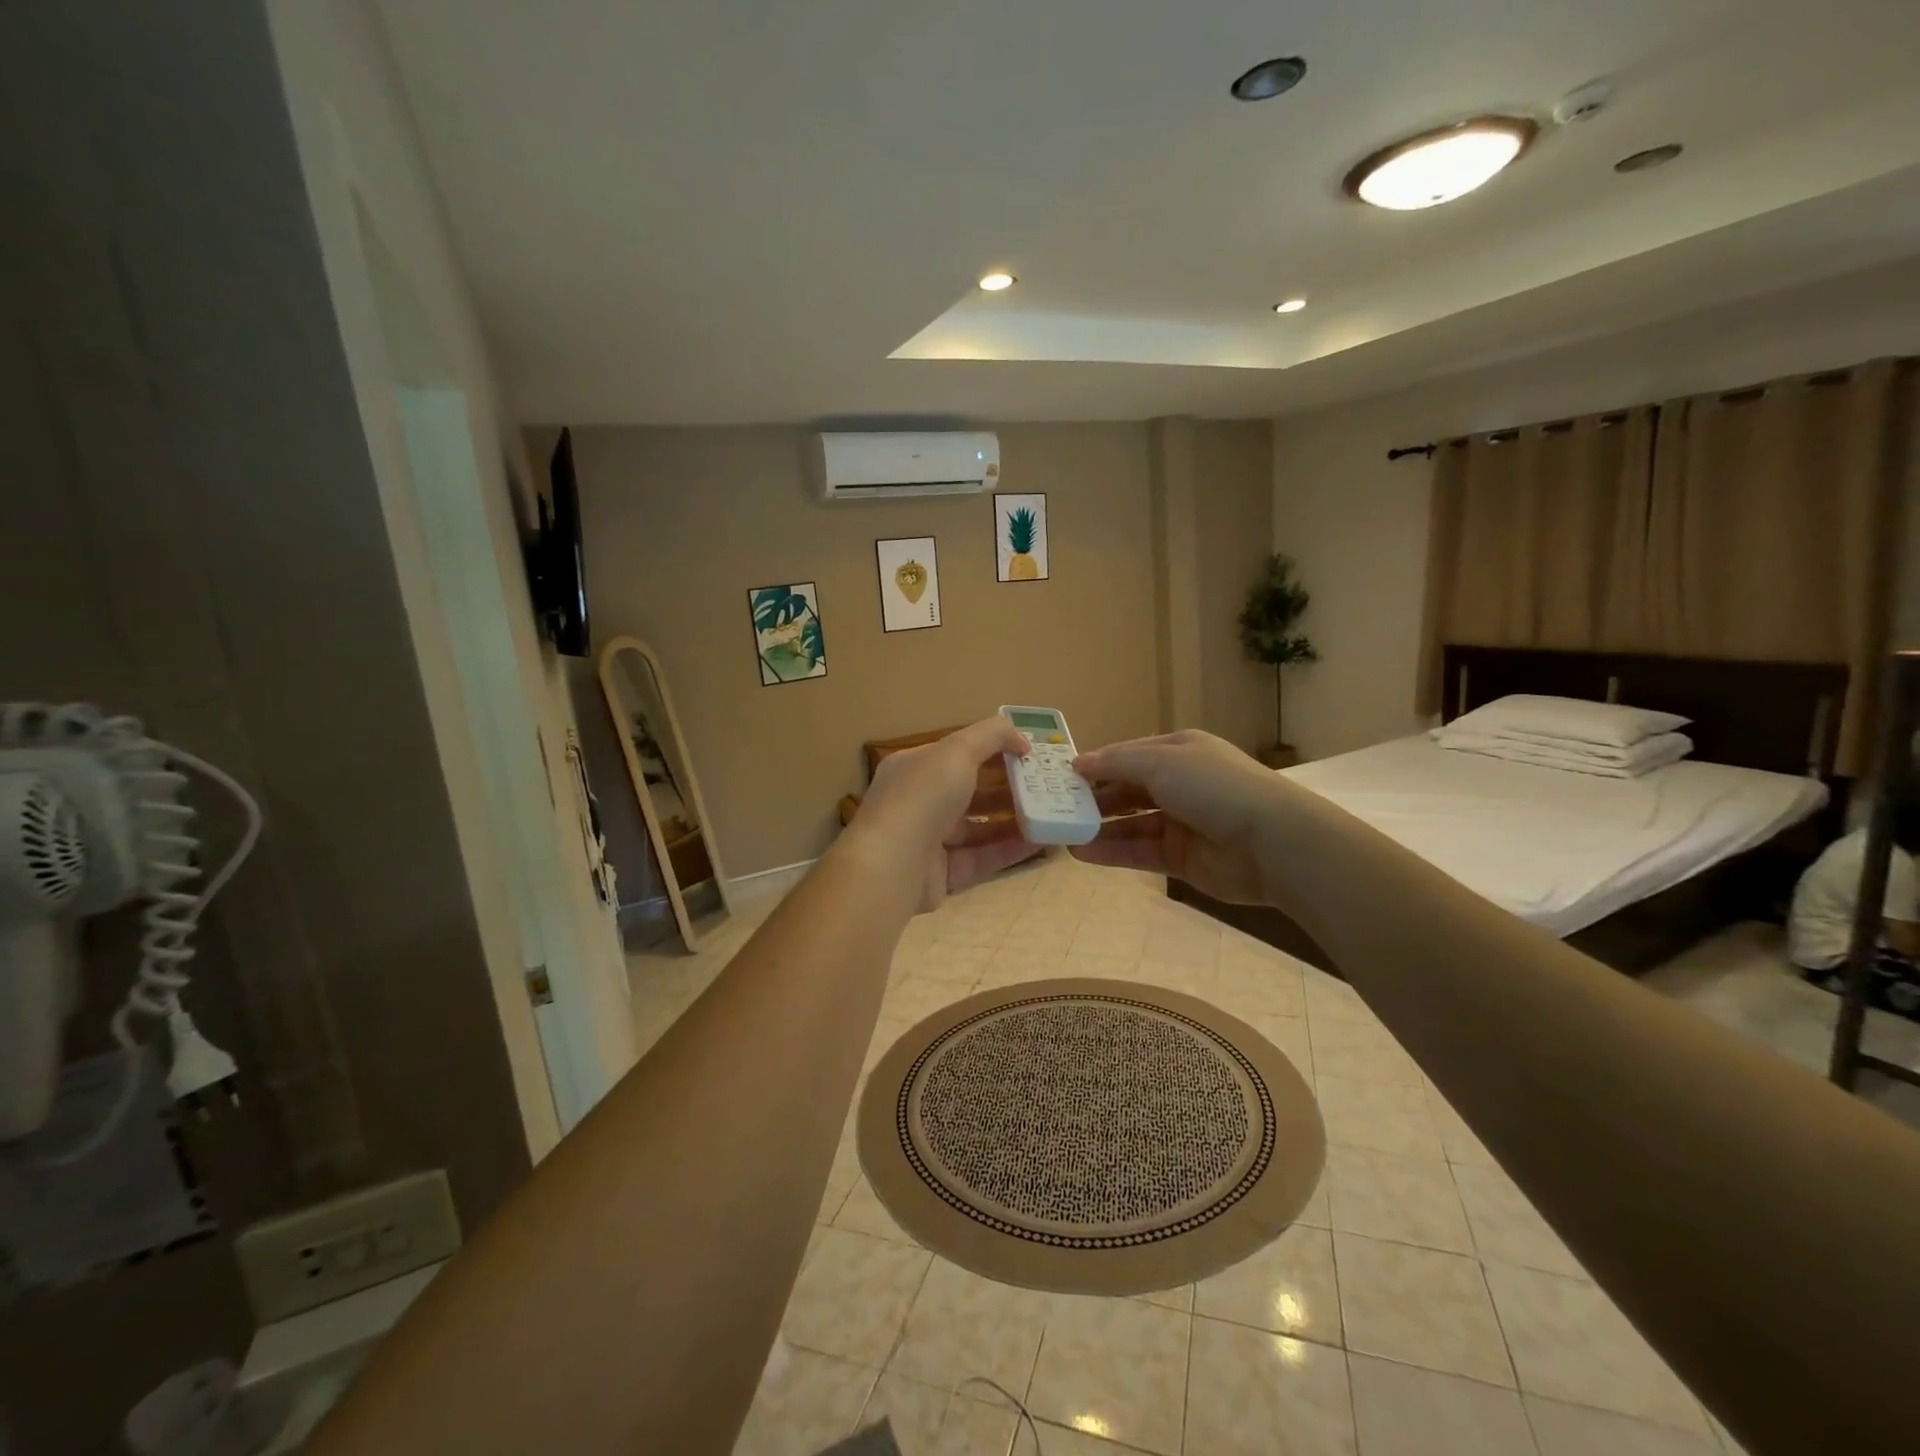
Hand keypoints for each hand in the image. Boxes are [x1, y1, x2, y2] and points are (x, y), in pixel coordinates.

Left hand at [844, 716, 1036, 911]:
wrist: (891, 864)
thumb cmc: (923, 796)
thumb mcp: (958, 750)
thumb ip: (992, 735)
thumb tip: (1021, 740)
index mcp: (915, 767)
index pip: (958, 753)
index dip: (994, 750)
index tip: (1030, 754)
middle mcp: (919, 801)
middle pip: (970, 791)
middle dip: (1008, 787)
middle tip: (1046, 786)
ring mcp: (928, 840)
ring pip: (978, 828)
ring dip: (1013, 820)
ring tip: (1050, 815)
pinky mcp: (941, 874)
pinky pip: (981, 858)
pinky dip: (1008, 850)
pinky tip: (1040, 843)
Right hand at [1071, 730, 1289, 904]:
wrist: (1271, 842)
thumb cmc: (1214, 787)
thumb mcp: (1160, 761)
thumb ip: (1115, 764)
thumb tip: (1077, 764)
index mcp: (1179, 751)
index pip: (1128, 755)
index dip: (1096, 765)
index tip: (1061, 778)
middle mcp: (1179, 784)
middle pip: (1127, 790)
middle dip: (1093, 798)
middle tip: (1055, 808)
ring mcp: (1181, 822)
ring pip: (1130, 823)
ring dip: (1098, 828)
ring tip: (1061, 834)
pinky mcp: (1181, 859)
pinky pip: (1139, 852)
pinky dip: (1111, 852)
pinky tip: (1081, 853)